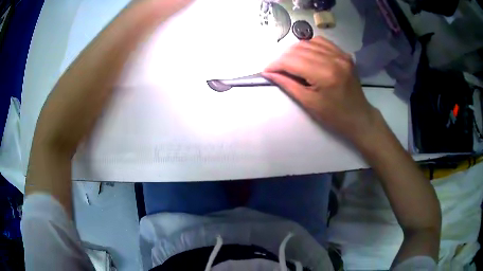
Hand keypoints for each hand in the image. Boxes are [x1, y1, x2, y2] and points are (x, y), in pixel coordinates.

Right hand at [263, 36, 379, 145]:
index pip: (291, 60)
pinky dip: (308, 46)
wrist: (358, 116)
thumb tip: (269, 73)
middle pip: (298, 48)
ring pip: (308, 42)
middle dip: (283, 57)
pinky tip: (305, 55)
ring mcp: (340, 54)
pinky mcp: (343, 53)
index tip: (266, 71)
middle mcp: (333, 59)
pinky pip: (320, 41)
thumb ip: (287, 84)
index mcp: (324, 74)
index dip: (275, 64)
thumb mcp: (308, 103)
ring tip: (290, 63)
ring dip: (294, 51)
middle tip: (277, 69)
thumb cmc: (334, 116)